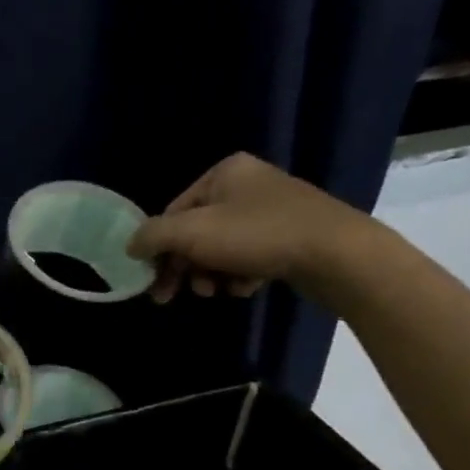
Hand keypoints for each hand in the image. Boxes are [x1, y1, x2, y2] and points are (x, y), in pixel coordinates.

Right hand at [126, 153, 377, 303]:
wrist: (339, 255)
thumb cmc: (258, 235)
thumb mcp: (191, 233)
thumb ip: (152, 236)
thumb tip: (130, 245)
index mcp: (224, 172)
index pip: (173, 212)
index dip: (159, 248)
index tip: (155, 282)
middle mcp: (248, 184)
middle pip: (197, 232)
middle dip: (186, 266)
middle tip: (175, 296)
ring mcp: (274, 209)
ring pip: (222, 247)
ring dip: (212, 273)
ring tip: (219, 291)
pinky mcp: (294, 235)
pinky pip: (251, 255)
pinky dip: (242, 274)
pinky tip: (248, 287)